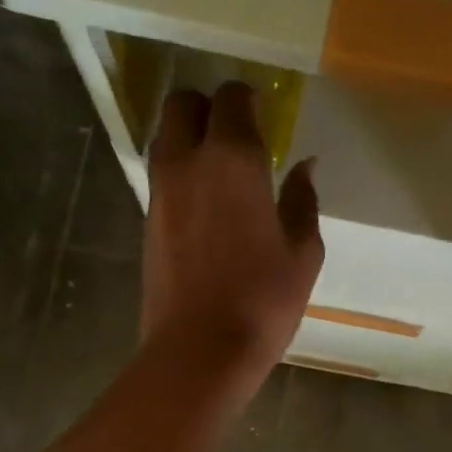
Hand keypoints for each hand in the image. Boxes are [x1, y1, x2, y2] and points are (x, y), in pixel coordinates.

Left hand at [141, 83, 322, 391]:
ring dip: (189, 139)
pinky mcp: (147, 224)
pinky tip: (205, 207)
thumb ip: (302, 202)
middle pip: (183, 104)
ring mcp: (160, 193)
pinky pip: (162, 178)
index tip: (266, 117)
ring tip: (219, 171)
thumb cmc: (261, 303)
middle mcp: (187, 162)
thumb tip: (304, 168)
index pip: (232, 98)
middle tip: (237, 135)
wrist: (199, 353)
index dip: (249, 101)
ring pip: (165, 139)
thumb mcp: (302, 254)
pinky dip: (181, 176)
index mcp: (232, 159)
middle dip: (209, 108)